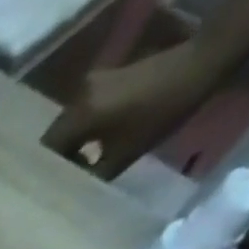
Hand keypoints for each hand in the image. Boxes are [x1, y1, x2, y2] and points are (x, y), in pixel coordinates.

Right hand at [42, 42, 222, 179]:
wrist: (200, 62)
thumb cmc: (162, 111)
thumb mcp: (124, 155)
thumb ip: (93, 175)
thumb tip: (75, 187)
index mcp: (79, 115)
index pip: (47, 149)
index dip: (49, 171)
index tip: (60, 186)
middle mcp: (78, 96)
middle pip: (56, 134)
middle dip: (60, 157)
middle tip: (71, 177)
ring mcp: (93, 83)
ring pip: (70, 123)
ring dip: (74, 142)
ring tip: (85, 160)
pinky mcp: (107, 77)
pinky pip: (85, 109)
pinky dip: (86, 127)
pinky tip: (99, 139)